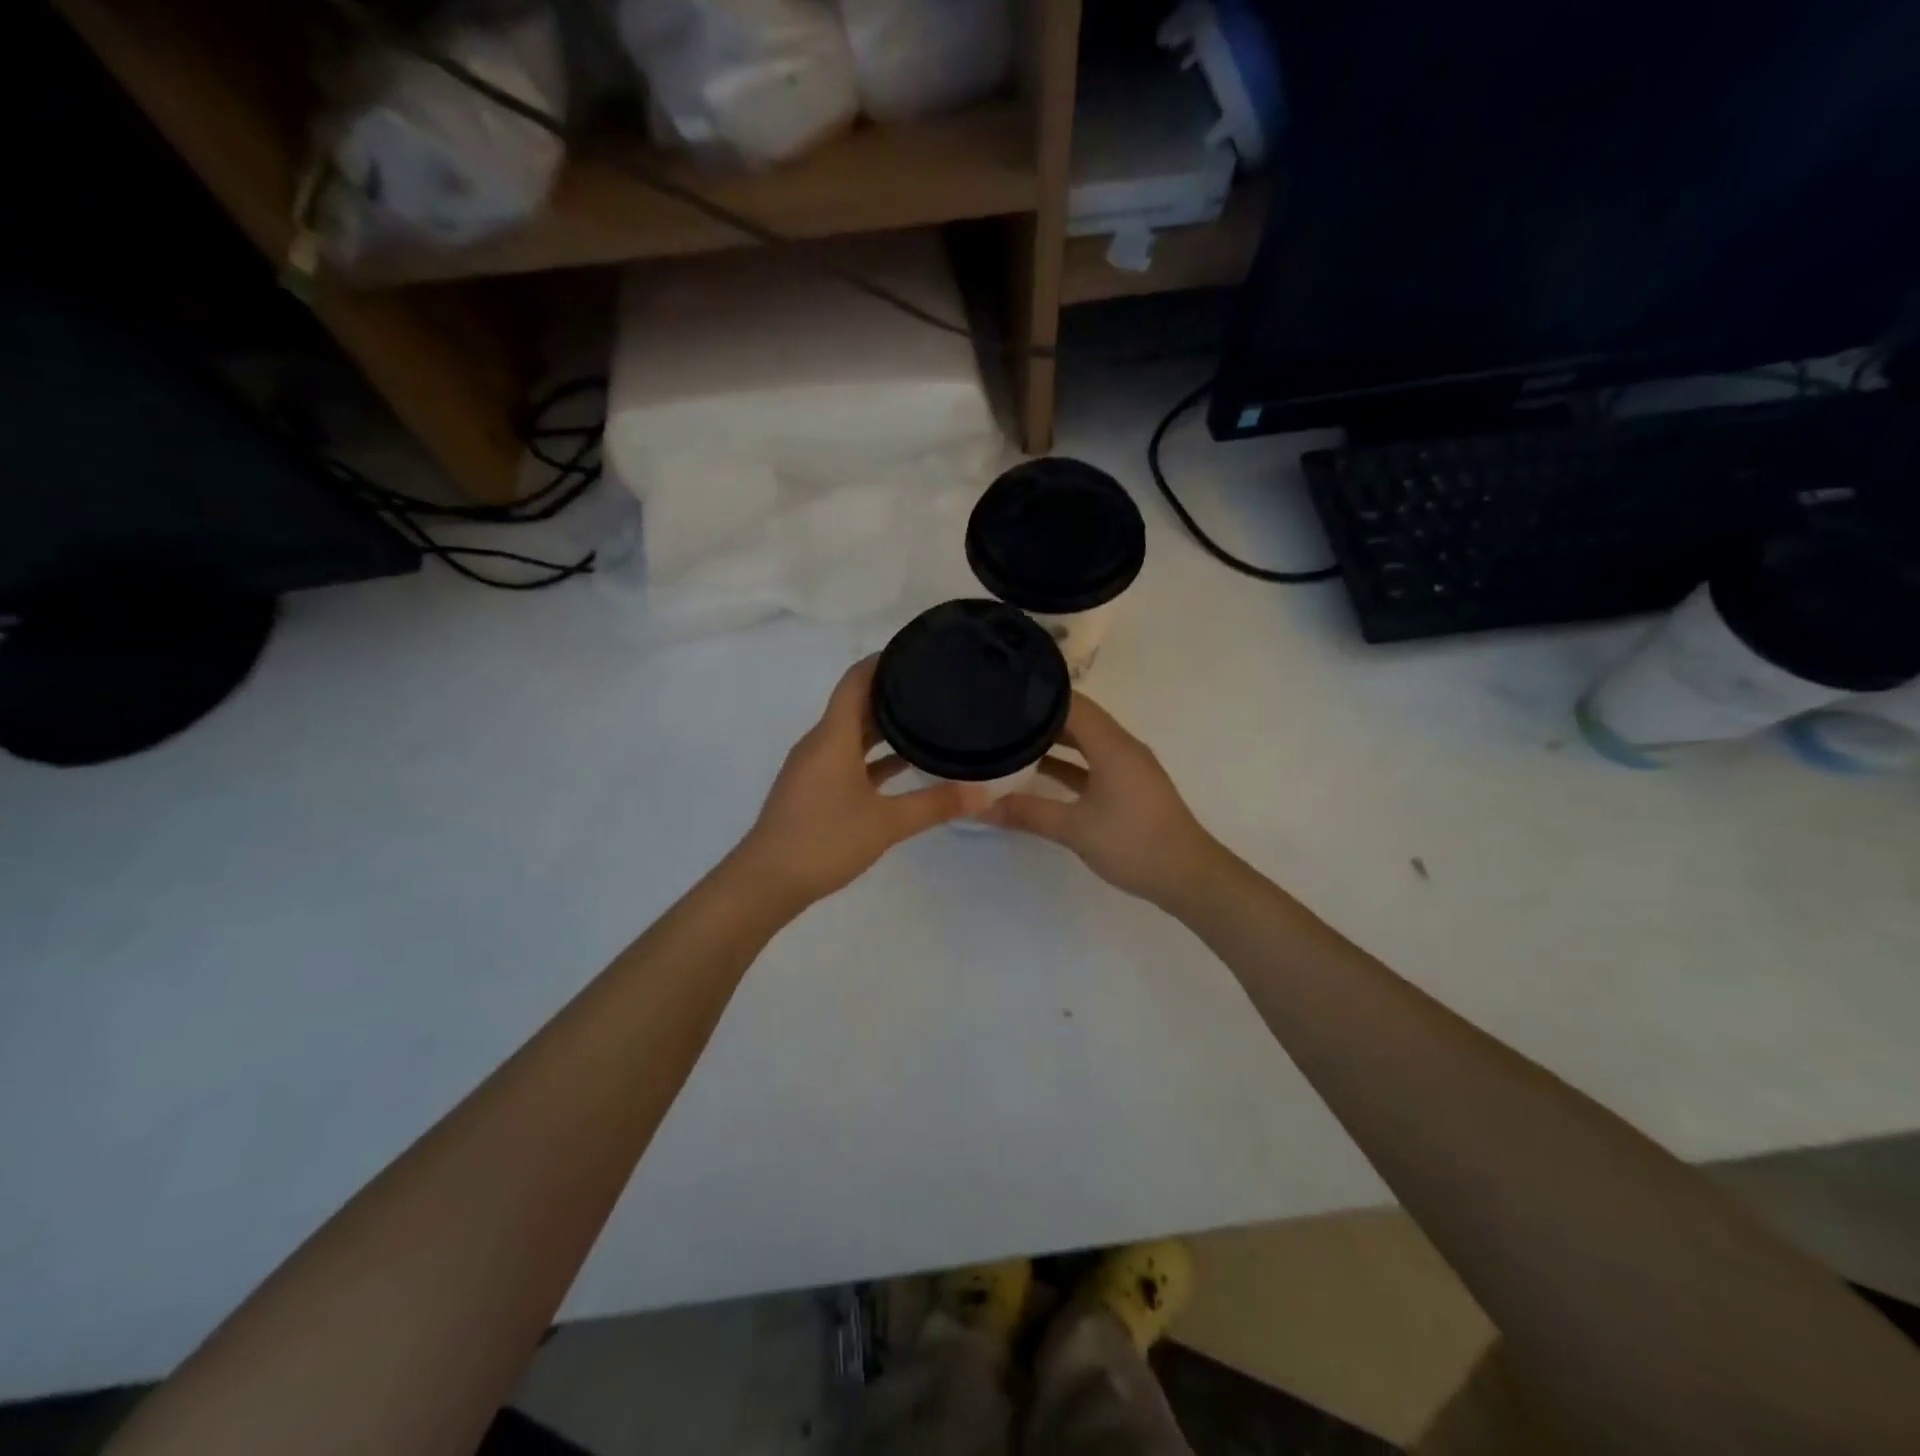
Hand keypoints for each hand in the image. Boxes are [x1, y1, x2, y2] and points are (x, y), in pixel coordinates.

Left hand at [735, 656, 989, 905]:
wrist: (767, 881)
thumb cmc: (825, 840)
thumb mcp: (887, 823)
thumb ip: (935, 804)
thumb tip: (984, 791)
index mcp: (832, 737)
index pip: (856, 681)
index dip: (881, 661)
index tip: (914, 652)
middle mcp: (820, 744)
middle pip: (855, 705)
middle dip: (890, 693)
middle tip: (932, 686)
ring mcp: (813, 767)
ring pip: (851, 734)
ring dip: (882, 727)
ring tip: (924, 720)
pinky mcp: (812, 789)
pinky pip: (845, 758)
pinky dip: (871, 756)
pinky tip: (901, 766)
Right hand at [980, 694, 1223, 907]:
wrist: (1187, 876)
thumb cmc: (1133, 843)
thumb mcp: (1074, 829)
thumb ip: (1028, 813)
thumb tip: (980, 808)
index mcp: (1112, 745)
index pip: (1071, 704)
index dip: (1037, 696)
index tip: (1003, 694)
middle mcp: (1122, 747)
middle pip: (1078, 719)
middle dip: (1040, 717)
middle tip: (1000, 716)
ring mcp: (1128, 767)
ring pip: (1086, 742)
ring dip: (1054, 741)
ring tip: (1012, 740)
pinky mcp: (1129, 787)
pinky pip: (1093, 762)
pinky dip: (1068, 763)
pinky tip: (1040, 774)